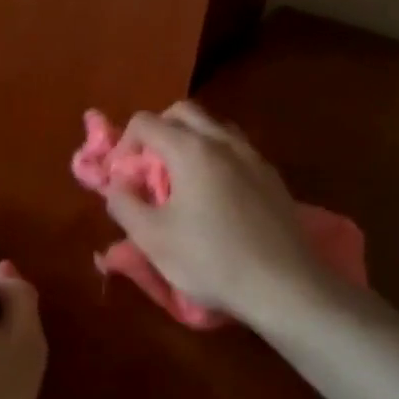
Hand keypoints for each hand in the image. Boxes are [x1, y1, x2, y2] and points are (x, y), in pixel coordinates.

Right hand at [104, 102, 326, 327]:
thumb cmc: (209, 260)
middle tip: (147, 168)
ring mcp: (253, 157)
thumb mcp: (151, 238)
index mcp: (190, 149)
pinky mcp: (272, 177)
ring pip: (214, 127)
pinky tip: (214, 197)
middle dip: (157, 132)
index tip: (121, 178)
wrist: (283, 285)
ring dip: (189, 141)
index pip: (145, 122)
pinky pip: (236, 150)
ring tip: (180, 180)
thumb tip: (116, 185)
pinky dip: (216, 158)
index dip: (123, 144)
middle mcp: (223, 141)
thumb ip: (123, 204)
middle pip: (182, 113)